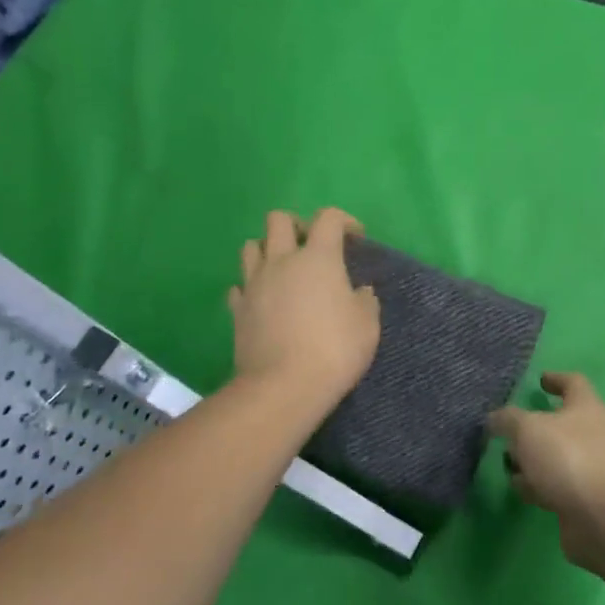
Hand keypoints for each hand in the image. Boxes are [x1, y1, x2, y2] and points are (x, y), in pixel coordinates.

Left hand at [229, 208, 379, 419]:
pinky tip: (264, 301)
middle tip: (311, 247)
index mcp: (318, 257)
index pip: (328, 218)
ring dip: (268, 250)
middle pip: (278, 219)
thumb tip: (358, 292)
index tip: (356, 238)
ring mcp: (254, 284)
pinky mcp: (237, 310)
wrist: (283, 387)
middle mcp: (282, 261)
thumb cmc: (334, 349)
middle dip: (297, 225)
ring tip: (284, 270)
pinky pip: (240, 285)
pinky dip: (251, 287)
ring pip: (251, 246)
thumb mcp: (367, 325)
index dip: (344, 220)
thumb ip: (364, 301)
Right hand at [489, 372, 604, 573]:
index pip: (573, 383)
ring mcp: (592, 469)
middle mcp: (594, 435)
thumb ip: (507, 420)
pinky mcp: (586, 501)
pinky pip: (557, 486)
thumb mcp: (528, 429)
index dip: (556, 379)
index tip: (540, 380)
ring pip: (557, 458)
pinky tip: (522, 491)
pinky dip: (539, 486)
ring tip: (508, 465)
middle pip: (562, 424)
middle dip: (535, 428)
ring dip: (534, 461)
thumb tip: (495, 419)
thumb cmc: (569, 458)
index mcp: (587, 407)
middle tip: (510, 432)